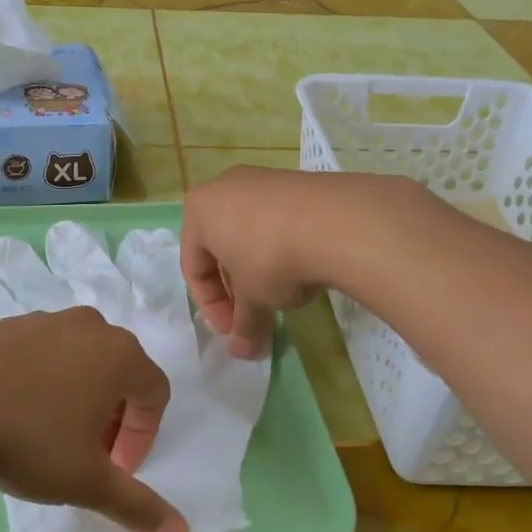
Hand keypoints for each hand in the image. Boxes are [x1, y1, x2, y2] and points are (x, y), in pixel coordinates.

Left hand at [0, 310, 189, 531]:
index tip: (115, 469)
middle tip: (86, 455)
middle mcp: (90, 327)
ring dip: (76, 400)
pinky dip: (40, 383)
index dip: (142, 437)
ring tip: (47, 437)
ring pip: (78, 362)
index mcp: (121, 355)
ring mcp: (45, 320)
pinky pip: (40, 355)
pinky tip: (11, 413)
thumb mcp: (86, 481)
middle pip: (118, 374)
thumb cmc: (29, 437)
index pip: (155, 394)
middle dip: (111, 418)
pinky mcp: (6, 324)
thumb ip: (135, 505)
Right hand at [181, 168, 432, 357]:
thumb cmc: (271, 258)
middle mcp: (225, 187)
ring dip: (259, 270)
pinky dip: (283, 248)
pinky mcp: (297, 181)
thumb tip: (242, 352)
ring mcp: (263, 180)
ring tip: (281, 296)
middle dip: (236, 289)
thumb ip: (244, 325)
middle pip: (221, 249)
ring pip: (250, 234)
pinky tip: (303, 269)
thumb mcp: (254, 300)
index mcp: (199, 210)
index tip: (235, 331)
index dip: (212, 307)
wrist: (337, 222)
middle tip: (254, 317)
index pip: (194, 268)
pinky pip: (278, 222)